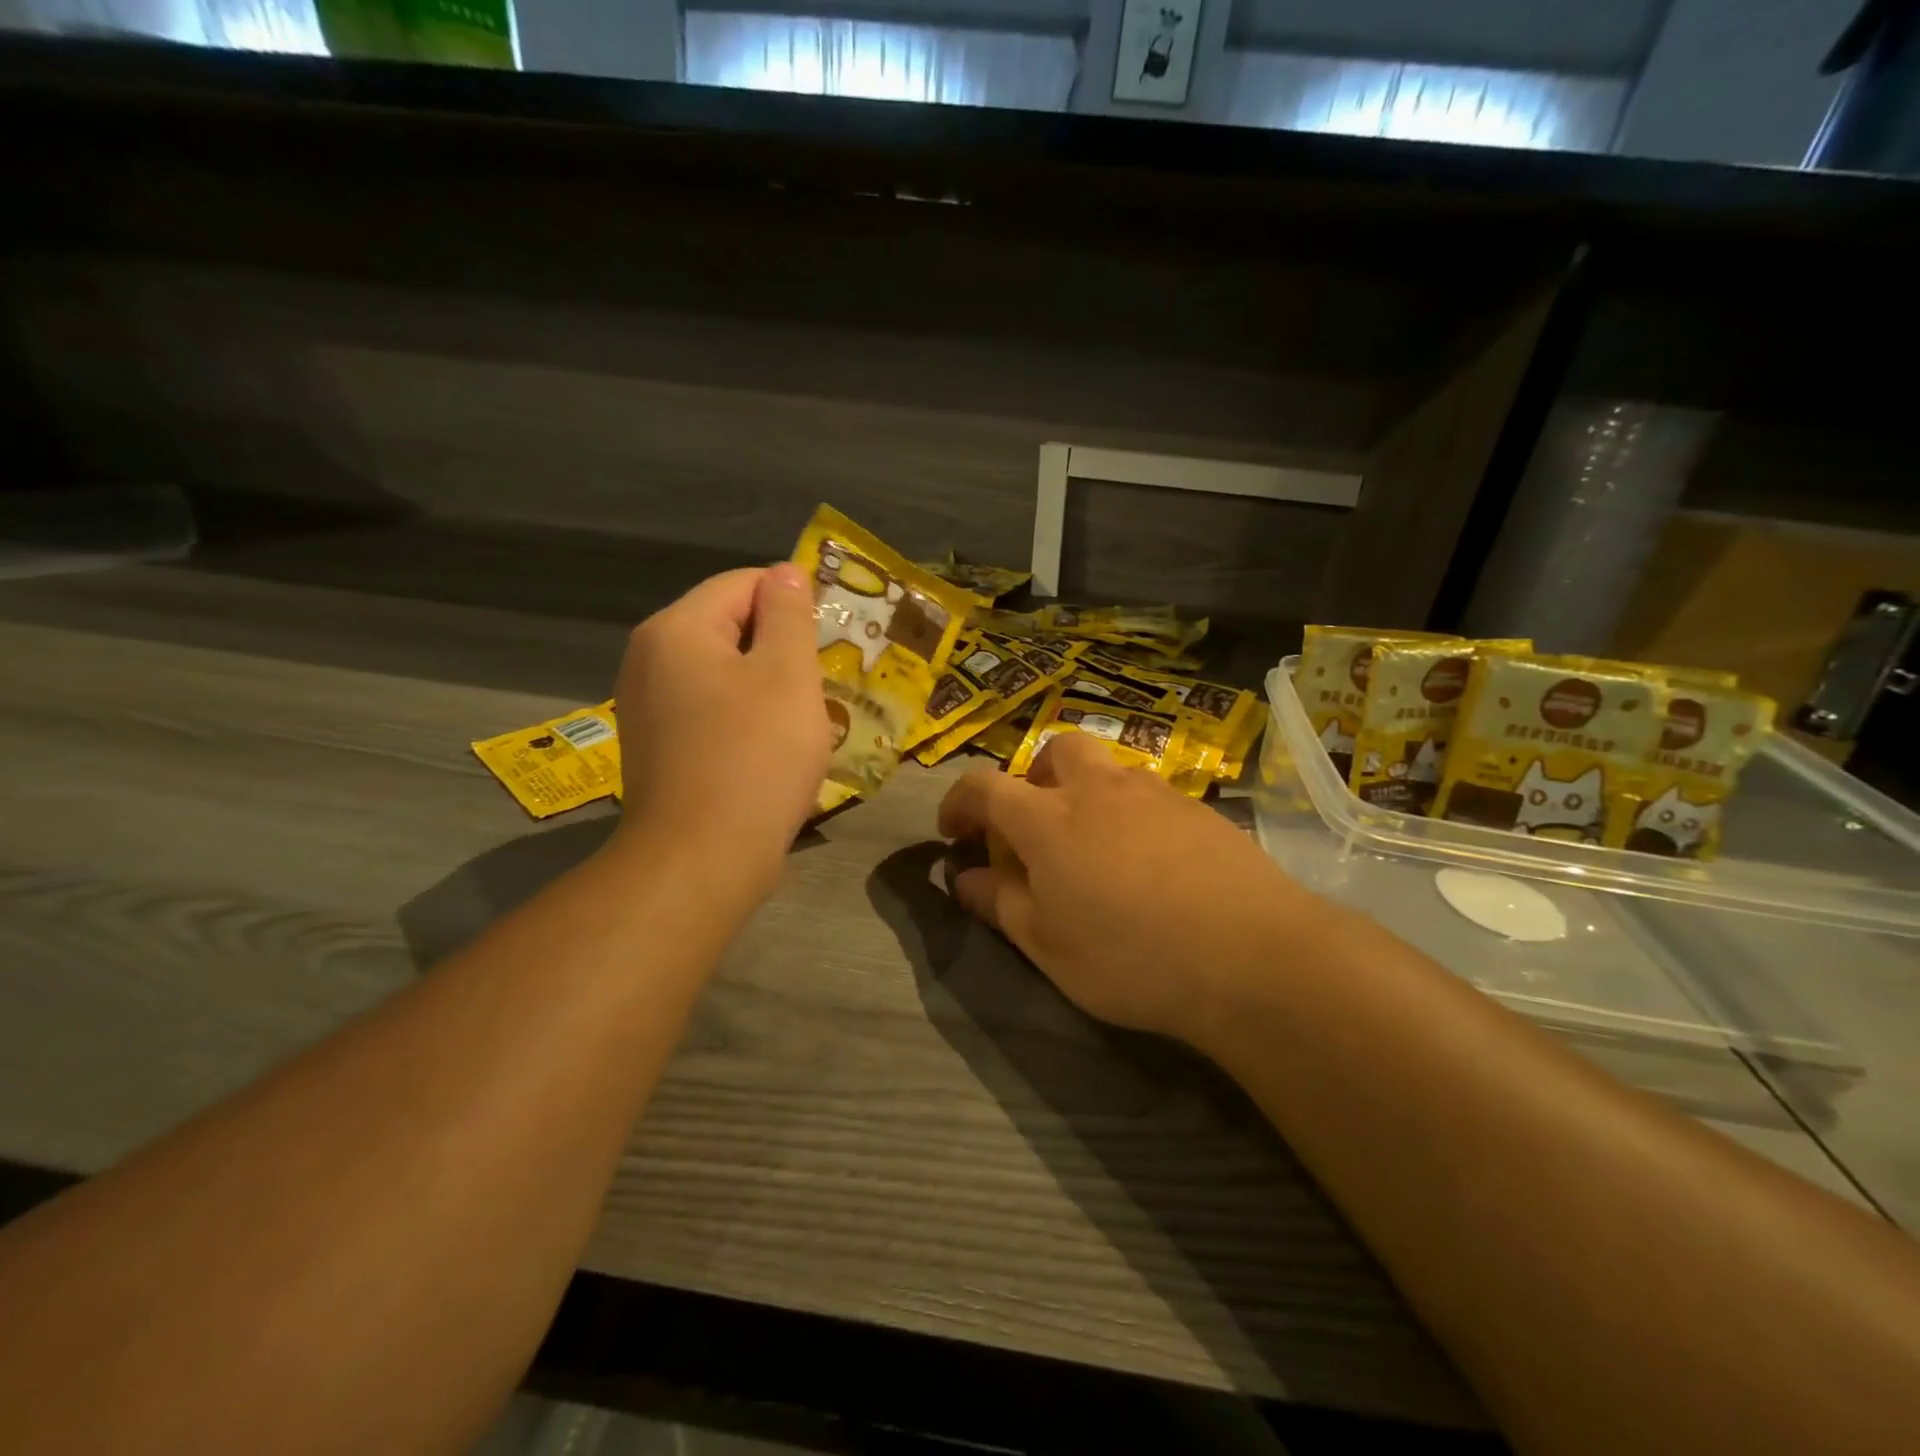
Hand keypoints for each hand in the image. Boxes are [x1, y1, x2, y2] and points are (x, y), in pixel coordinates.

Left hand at [611, 565, 831, 897]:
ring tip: (802, 720)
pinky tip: (769, 750)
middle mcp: (650, 659)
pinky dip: (743, 718)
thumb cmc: (755, 758)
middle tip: (821, 684)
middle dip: (780, 648)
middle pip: (728, 627)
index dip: (793, 601)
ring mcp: (647, 707)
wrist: (701, 860)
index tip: (830, 640)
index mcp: (677, 630)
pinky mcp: (656, 747)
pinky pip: (709, 711)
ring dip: (766, 686)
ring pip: (722, 672)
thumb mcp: (788, 675)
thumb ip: (789, 615)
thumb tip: (785, 573)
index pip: (743, 584)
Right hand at [937, 733, 1310, 1044]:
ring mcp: (1154, 792)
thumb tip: (964, 878)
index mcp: (1048, 818)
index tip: (954, 832)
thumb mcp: (1048, 945)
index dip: (959, 803)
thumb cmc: (1131, 956)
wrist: (1253, 955)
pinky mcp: (1199, 808)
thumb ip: (1000, 903)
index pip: (984, 786)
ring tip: (1095, 850)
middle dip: (1033, 779)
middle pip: (1054, 752)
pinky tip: (1150, 864)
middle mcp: (1098, 788)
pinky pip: (1148, 795)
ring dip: (1085, 793)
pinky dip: (1130, 814)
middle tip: (1036, 828)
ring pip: (1106, 769)